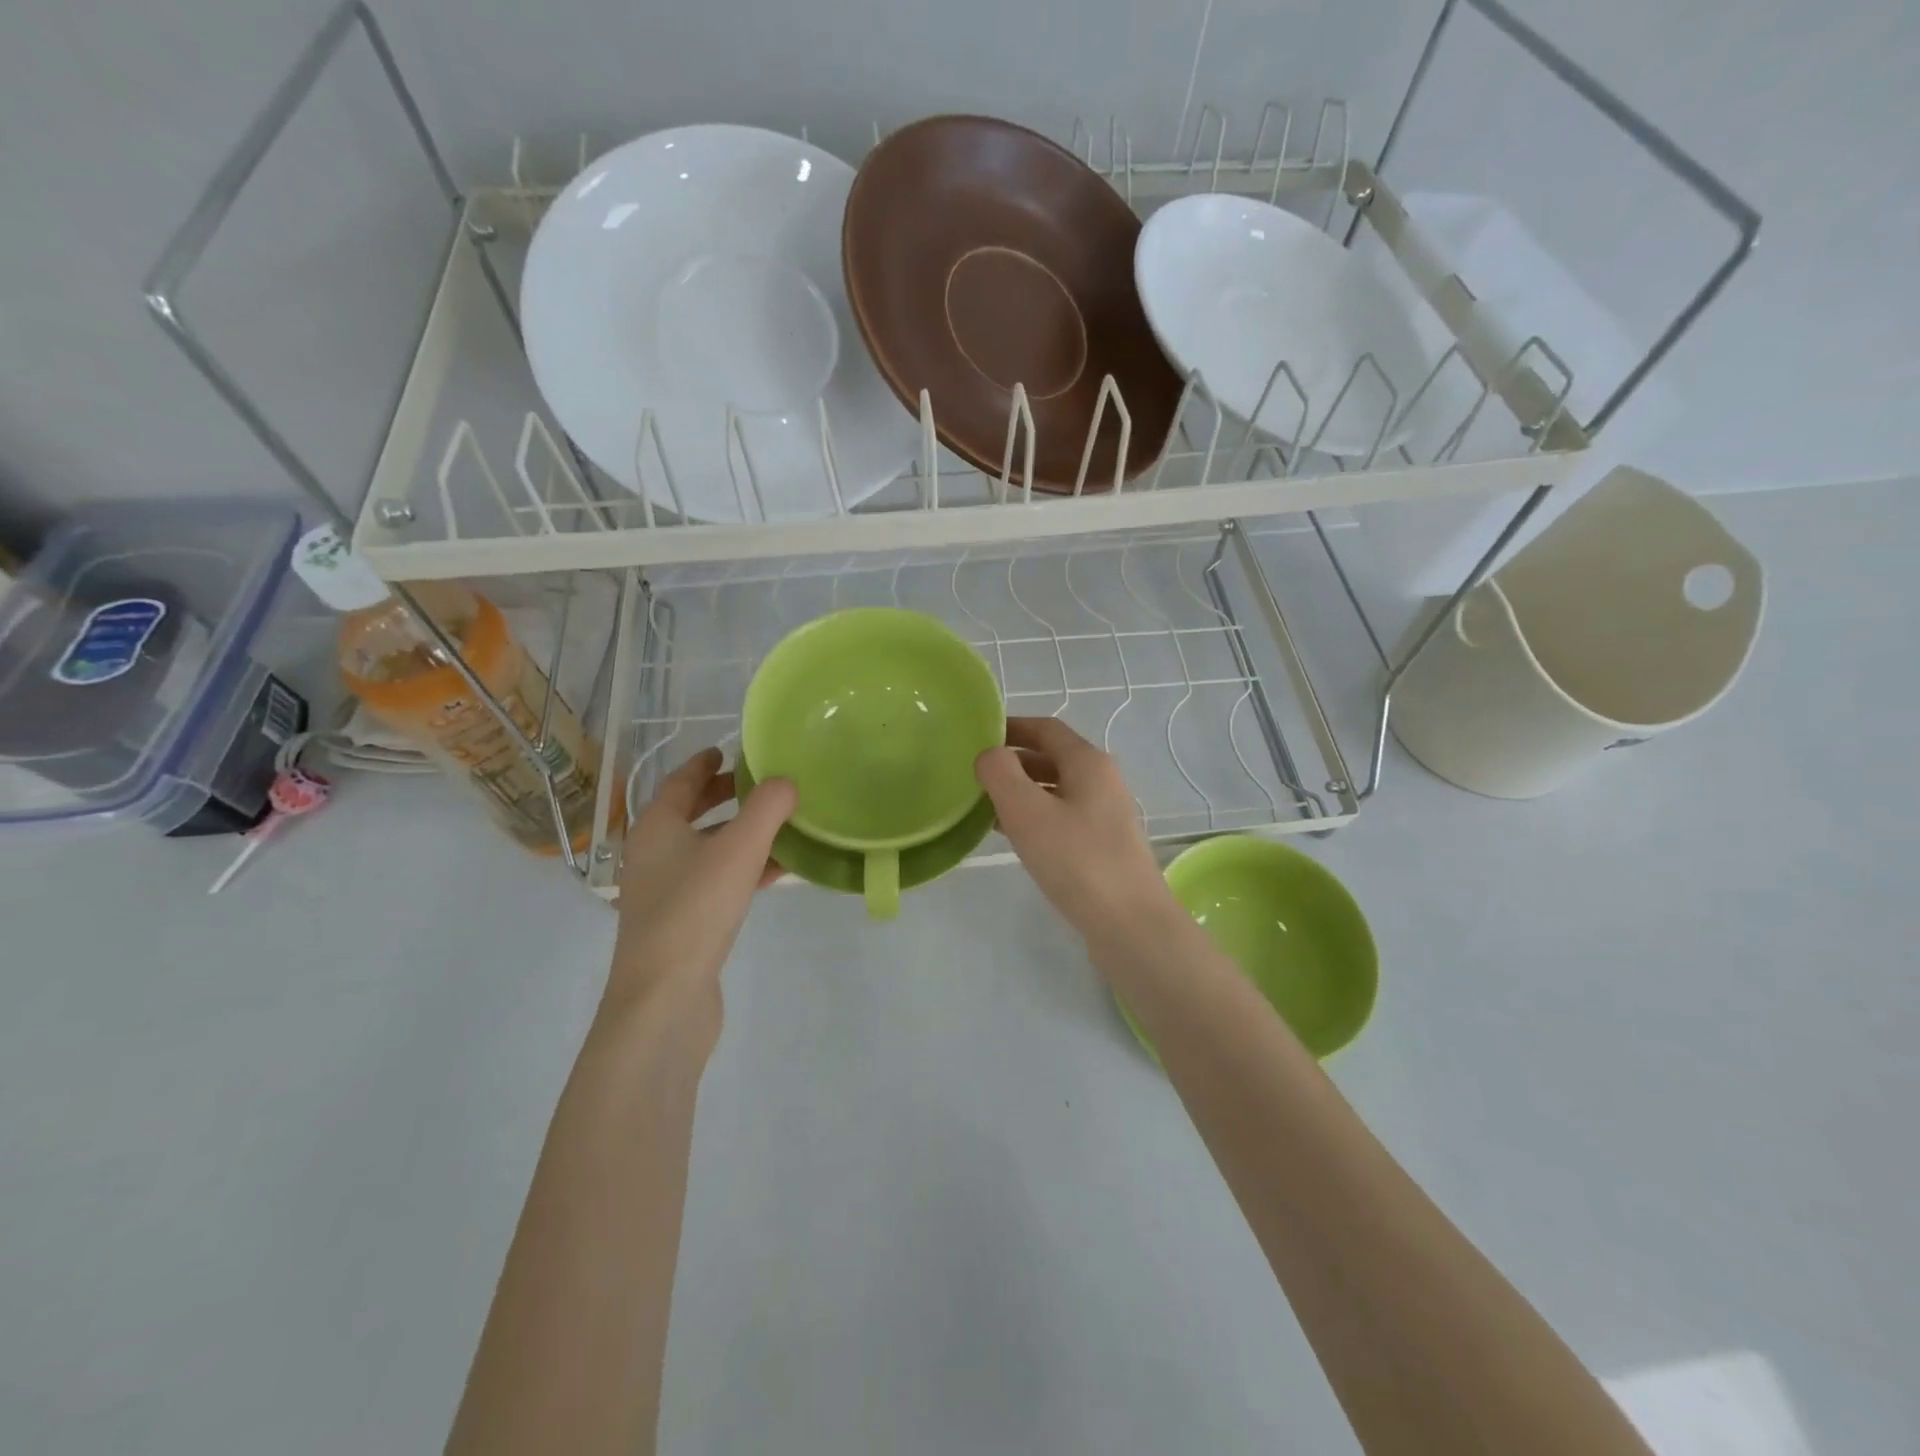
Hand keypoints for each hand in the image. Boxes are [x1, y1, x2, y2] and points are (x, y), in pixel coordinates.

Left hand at [609, 748, 795, 1037]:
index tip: (729, 750)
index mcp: (656, 827)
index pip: (680, 782)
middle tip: (762, 783)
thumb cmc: (695, 909)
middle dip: (725, 797)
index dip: (704, 764)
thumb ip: (767, 809)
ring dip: (741, 833)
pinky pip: (718, 880)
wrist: (664, 998)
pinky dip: (745, 868)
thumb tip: (787, 781)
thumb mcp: (738, 849)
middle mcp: (654, 854)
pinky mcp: (683, 922)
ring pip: (708, 848)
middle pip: (691, 814)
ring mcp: (666, 891)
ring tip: (781, 823)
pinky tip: (778, 871)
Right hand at [975, 717, 1181, 948]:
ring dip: (1021, 791)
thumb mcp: (1027, 811)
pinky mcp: (1103, 845)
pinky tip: (1012, 836)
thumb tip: (989, 755)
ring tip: (984, 805)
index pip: (1045, 728)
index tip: (976, 735)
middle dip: (1012, 761)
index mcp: (1088, 762)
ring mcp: (1106, 815)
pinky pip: (1062, 817)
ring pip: (1056, 789)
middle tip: (974, 774)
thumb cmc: (1077, 860)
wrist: (1130, 925)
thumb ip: (1000, 773)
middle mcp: (1102, 781)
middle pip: (1052, 757)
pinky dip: (1035, 817)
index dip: (1011, 727)